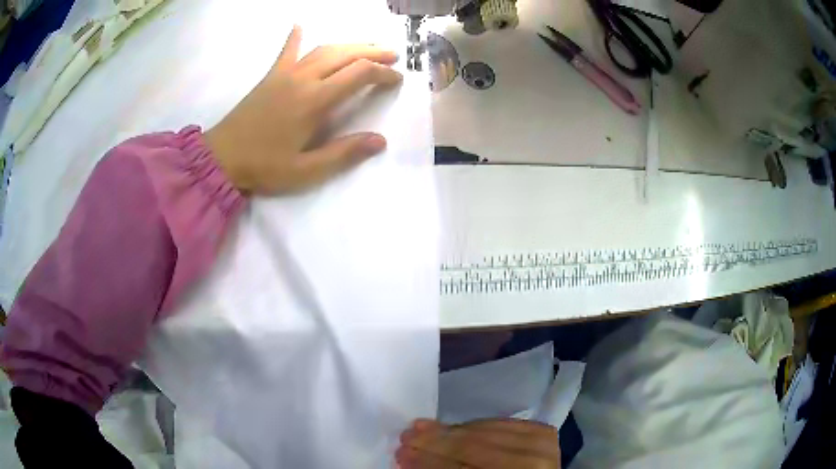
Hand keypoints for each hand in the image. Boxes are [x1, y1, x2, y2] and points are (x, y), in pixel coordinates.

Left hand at [205, 26, 401, 193]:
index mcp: (315, 101)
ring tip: (367, 47)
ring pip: (323, 49)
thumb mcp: (305, 170)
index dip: (383, 74)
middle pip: (345, 54)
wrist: (221, 158)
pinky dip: (295, 38)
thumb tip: (380, 140)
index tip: (396, 80)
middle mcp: (303, 79)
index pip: (359, 74)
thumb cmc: (264, 166)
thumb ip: (343, 154)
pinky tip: (299, 25)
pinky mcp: (270, 77)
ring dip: (348, 45)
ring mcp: (285, 74)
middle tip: (392, 56)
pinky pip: (286, 52)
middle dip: (373, 52)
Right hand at [397, 419, 560, 468]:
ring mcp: (543, 446)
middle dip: (433, 443)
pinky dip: (472, 425)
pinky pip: (499, 423)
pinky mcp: (544, 432)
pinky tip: (452, 426)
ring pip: (485, 432)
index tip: (401, 455)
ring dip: (448, 431)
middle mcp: (535, 464)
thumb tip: (412, 460)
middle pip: (473, 449)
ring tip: (420, 428)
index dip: (429, 463)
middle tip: (405, 438)